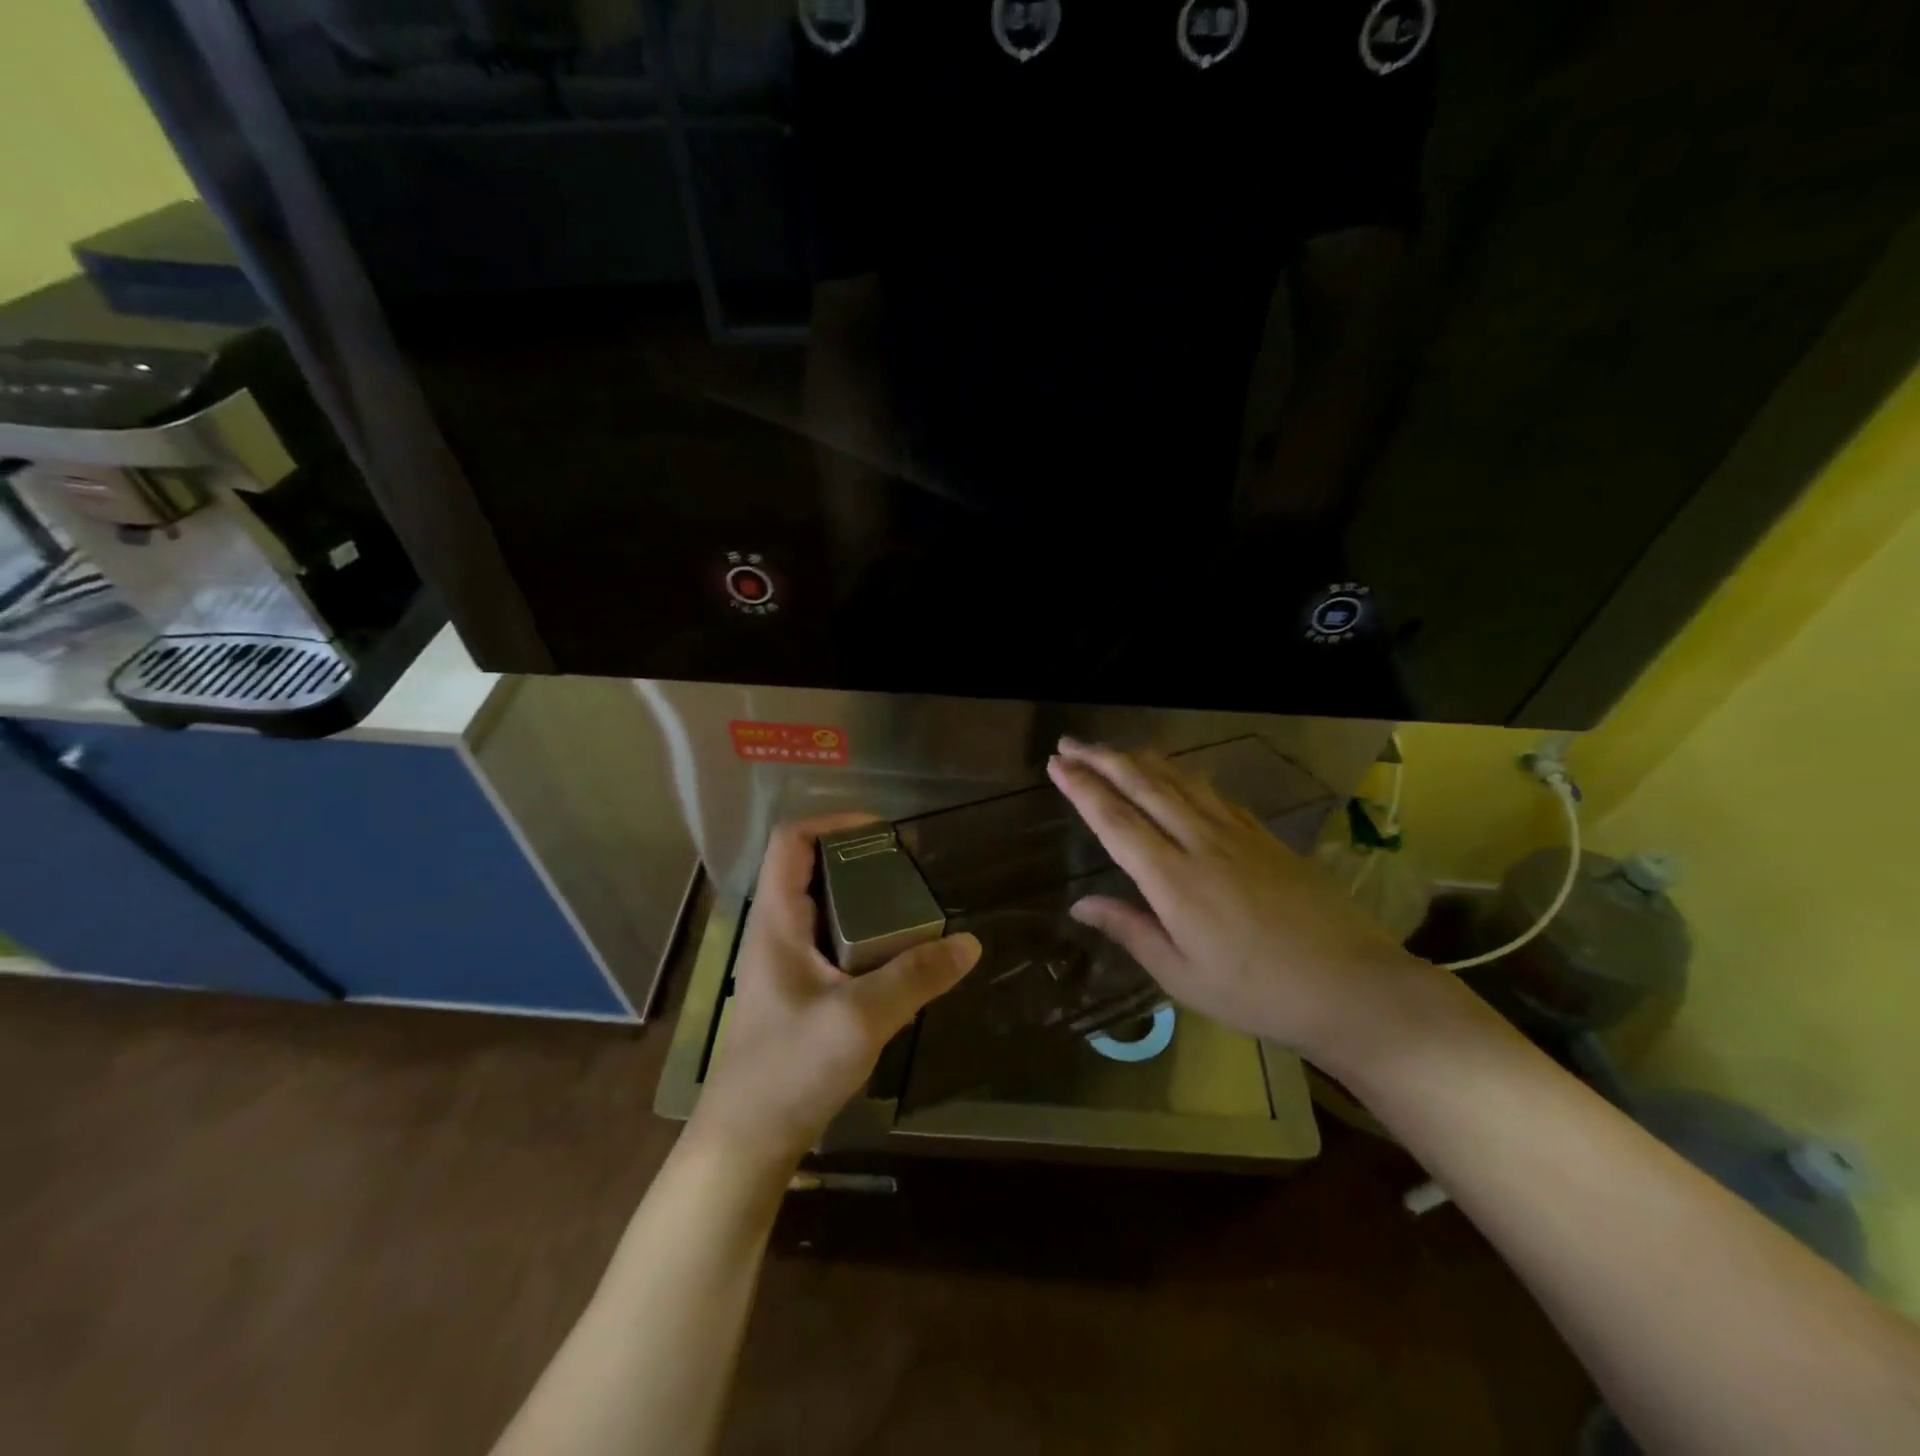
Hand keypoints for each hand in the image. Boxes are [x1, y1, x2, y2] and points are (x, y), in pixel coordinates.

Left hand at [690, 813, 980, 1166]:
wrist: (746, 1141)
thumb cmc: (790, 1068)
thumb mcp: (860, 1018)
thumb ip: (915, 977)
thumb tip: (969, 944)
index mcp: (777, 920)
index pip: (791, 841)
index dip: (833, 821)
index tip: (883, 831)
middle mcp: (776, 931)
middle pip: (811, 868)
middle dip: (859, 859)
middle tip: (909, 870)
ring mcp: (784, 963)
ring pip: (824, 907)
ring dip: (863, 898)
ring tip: (911, 906)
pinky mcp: (797, 992)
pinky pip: (832, 942)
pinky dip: (863, 934)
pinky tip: (897, 956)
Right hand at [1047, 739, 1445, 1073]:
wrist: (1353, 986)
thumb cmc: (1258, 993)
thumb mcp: (1183, 977)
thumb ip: (1130, 931)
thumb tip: (1080, 904)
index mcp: (1175, 881)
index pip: (1116, 821)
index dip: (1082, 788)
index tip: (1056, 764)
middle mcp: (1202, 843)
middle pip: (1144, 786)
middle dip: (1102, 759)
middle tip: (1070, 742)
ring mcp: (1238, 834)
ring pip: (1179, 781)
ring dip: (1140, 760)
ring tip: (1112, 749)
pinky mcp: (1265, 836)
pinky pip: (1213, 793)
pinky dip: (1183, 775)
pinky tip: (1175, 773)